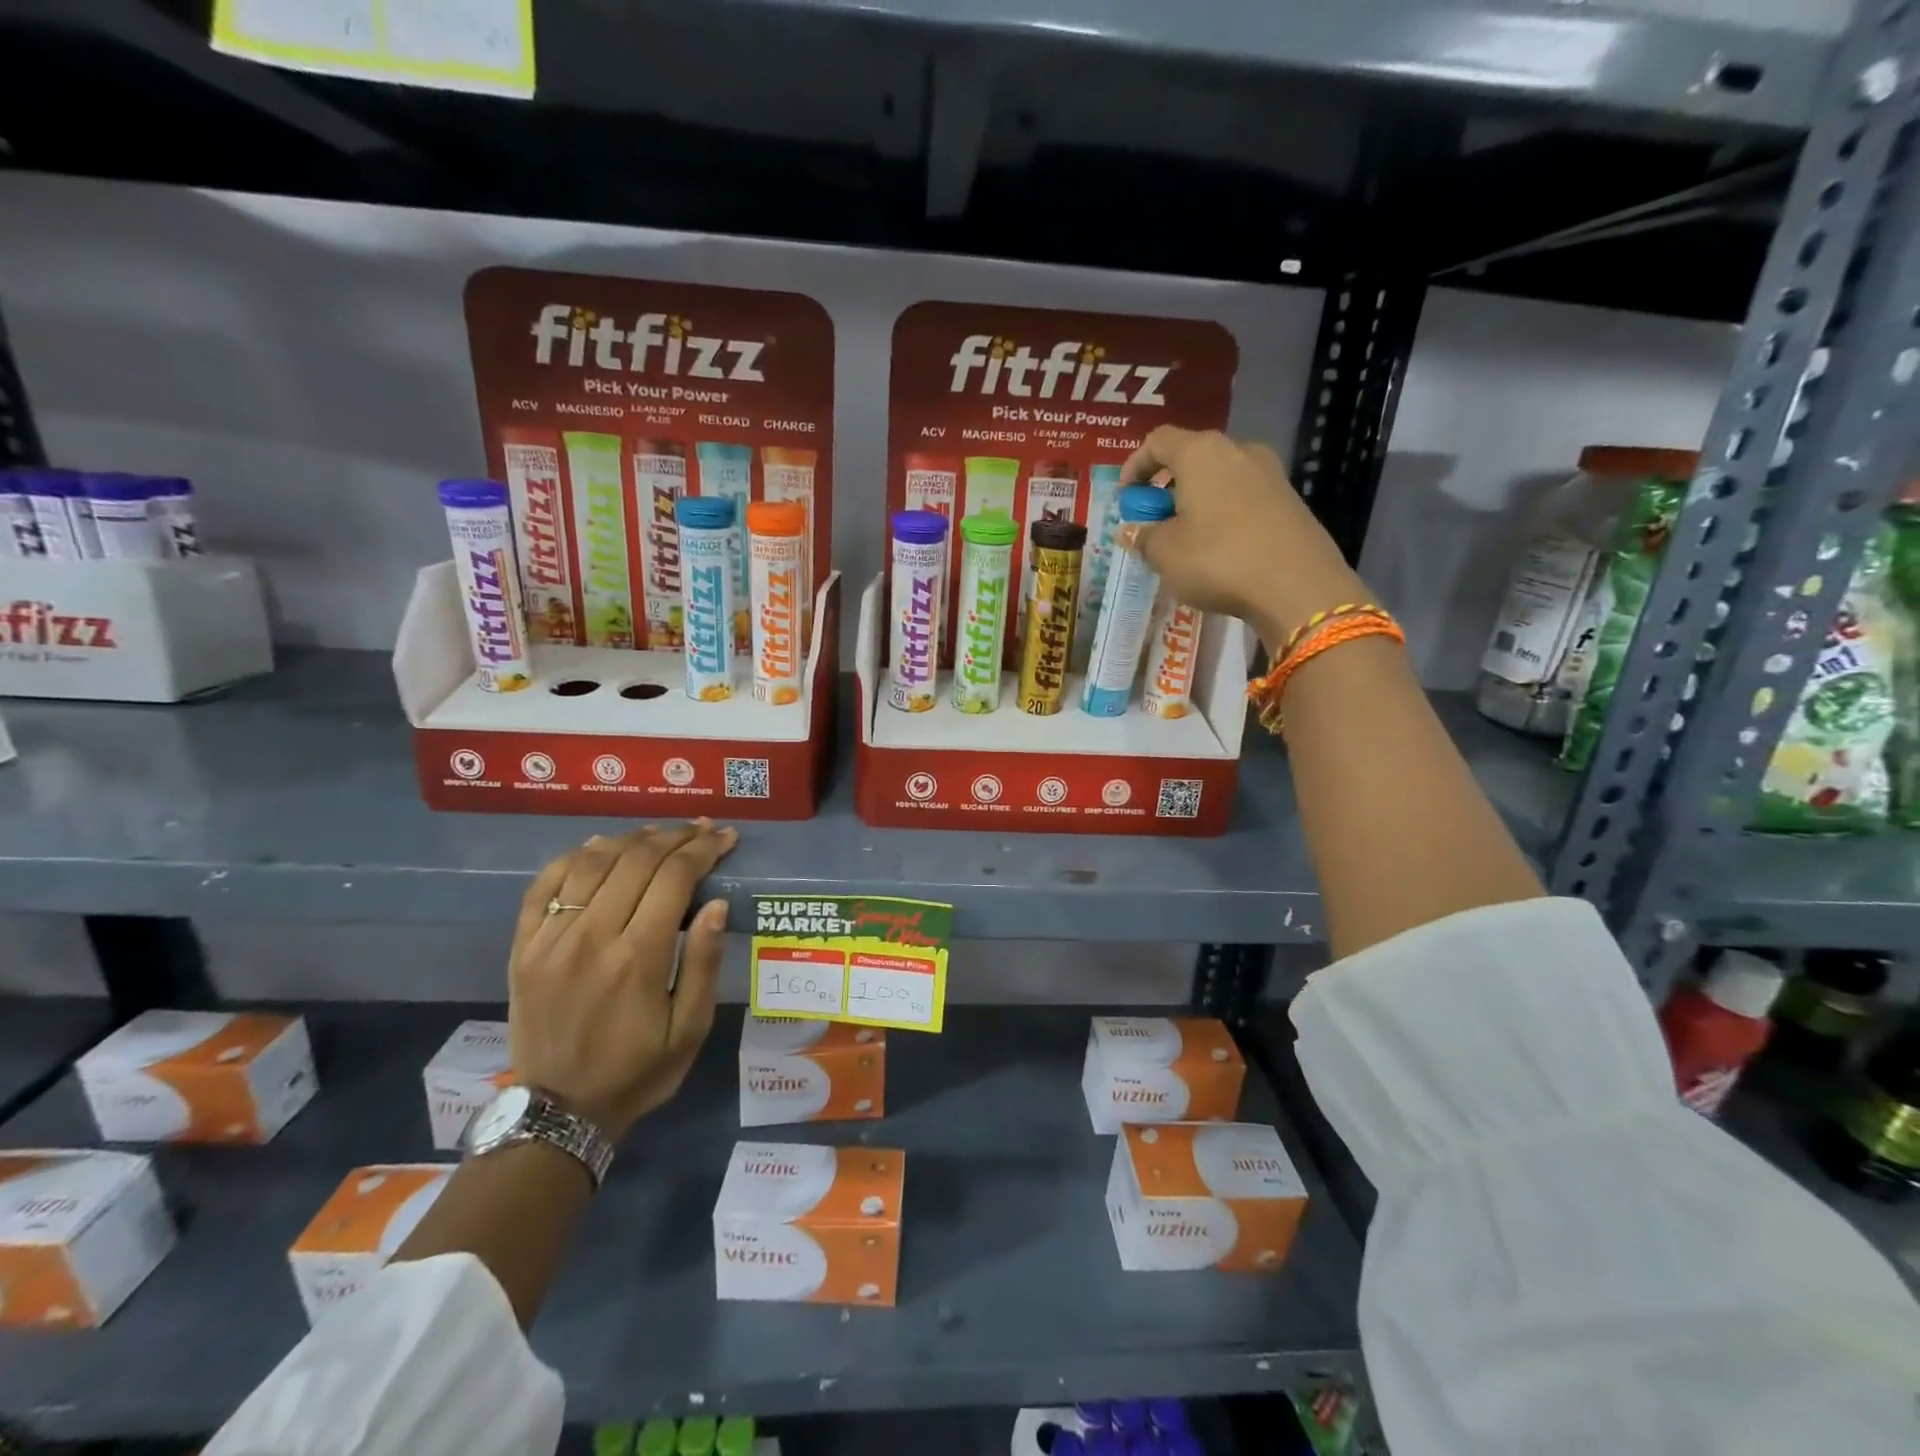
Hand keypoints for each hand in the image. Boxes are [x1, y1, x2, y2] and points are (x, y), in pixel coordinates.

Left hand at [508, 821, 737, 1139]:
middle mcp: (590, 937)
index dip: (703, 849)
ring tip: (657, 833)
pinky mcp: (523, 947)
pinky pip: (545, 884)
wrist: (558, 1112)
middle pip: (636, 860)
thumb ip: (702, 963)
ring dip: (630, 839)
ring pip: (592, 863)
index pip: (675, 877)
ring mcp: (550, 939)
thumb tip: (716, 904)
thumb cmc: (638, 1070)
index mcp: (637, 957)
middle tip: (700, 829)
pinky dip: (574, 857)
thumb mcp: (690, 1029)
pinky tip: (599, 848)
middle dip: (675, 837)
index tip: (725, 837)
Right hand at [1118, 427, 1366, 648]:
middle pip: (1192, 456)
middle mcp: (1238, 450)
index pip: (1158, 441)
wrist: (1297, 586)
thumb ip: (1143, 537)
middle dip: (1167, 486)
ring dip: (1197, 501)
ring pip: (1220, 477)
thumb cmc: (1218, 560)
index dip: (1135, 465)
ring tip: (1186, 537)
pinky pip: (1244, 497)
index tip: (1126, 497)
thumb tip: (1132, 530)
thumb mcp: (1165, 554)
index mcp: (1201, 453)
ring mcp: (1270, 473)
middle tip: (1154, 520)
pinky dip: (1223, 513)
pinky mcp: (1290, 500)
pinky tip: (1219, 547)